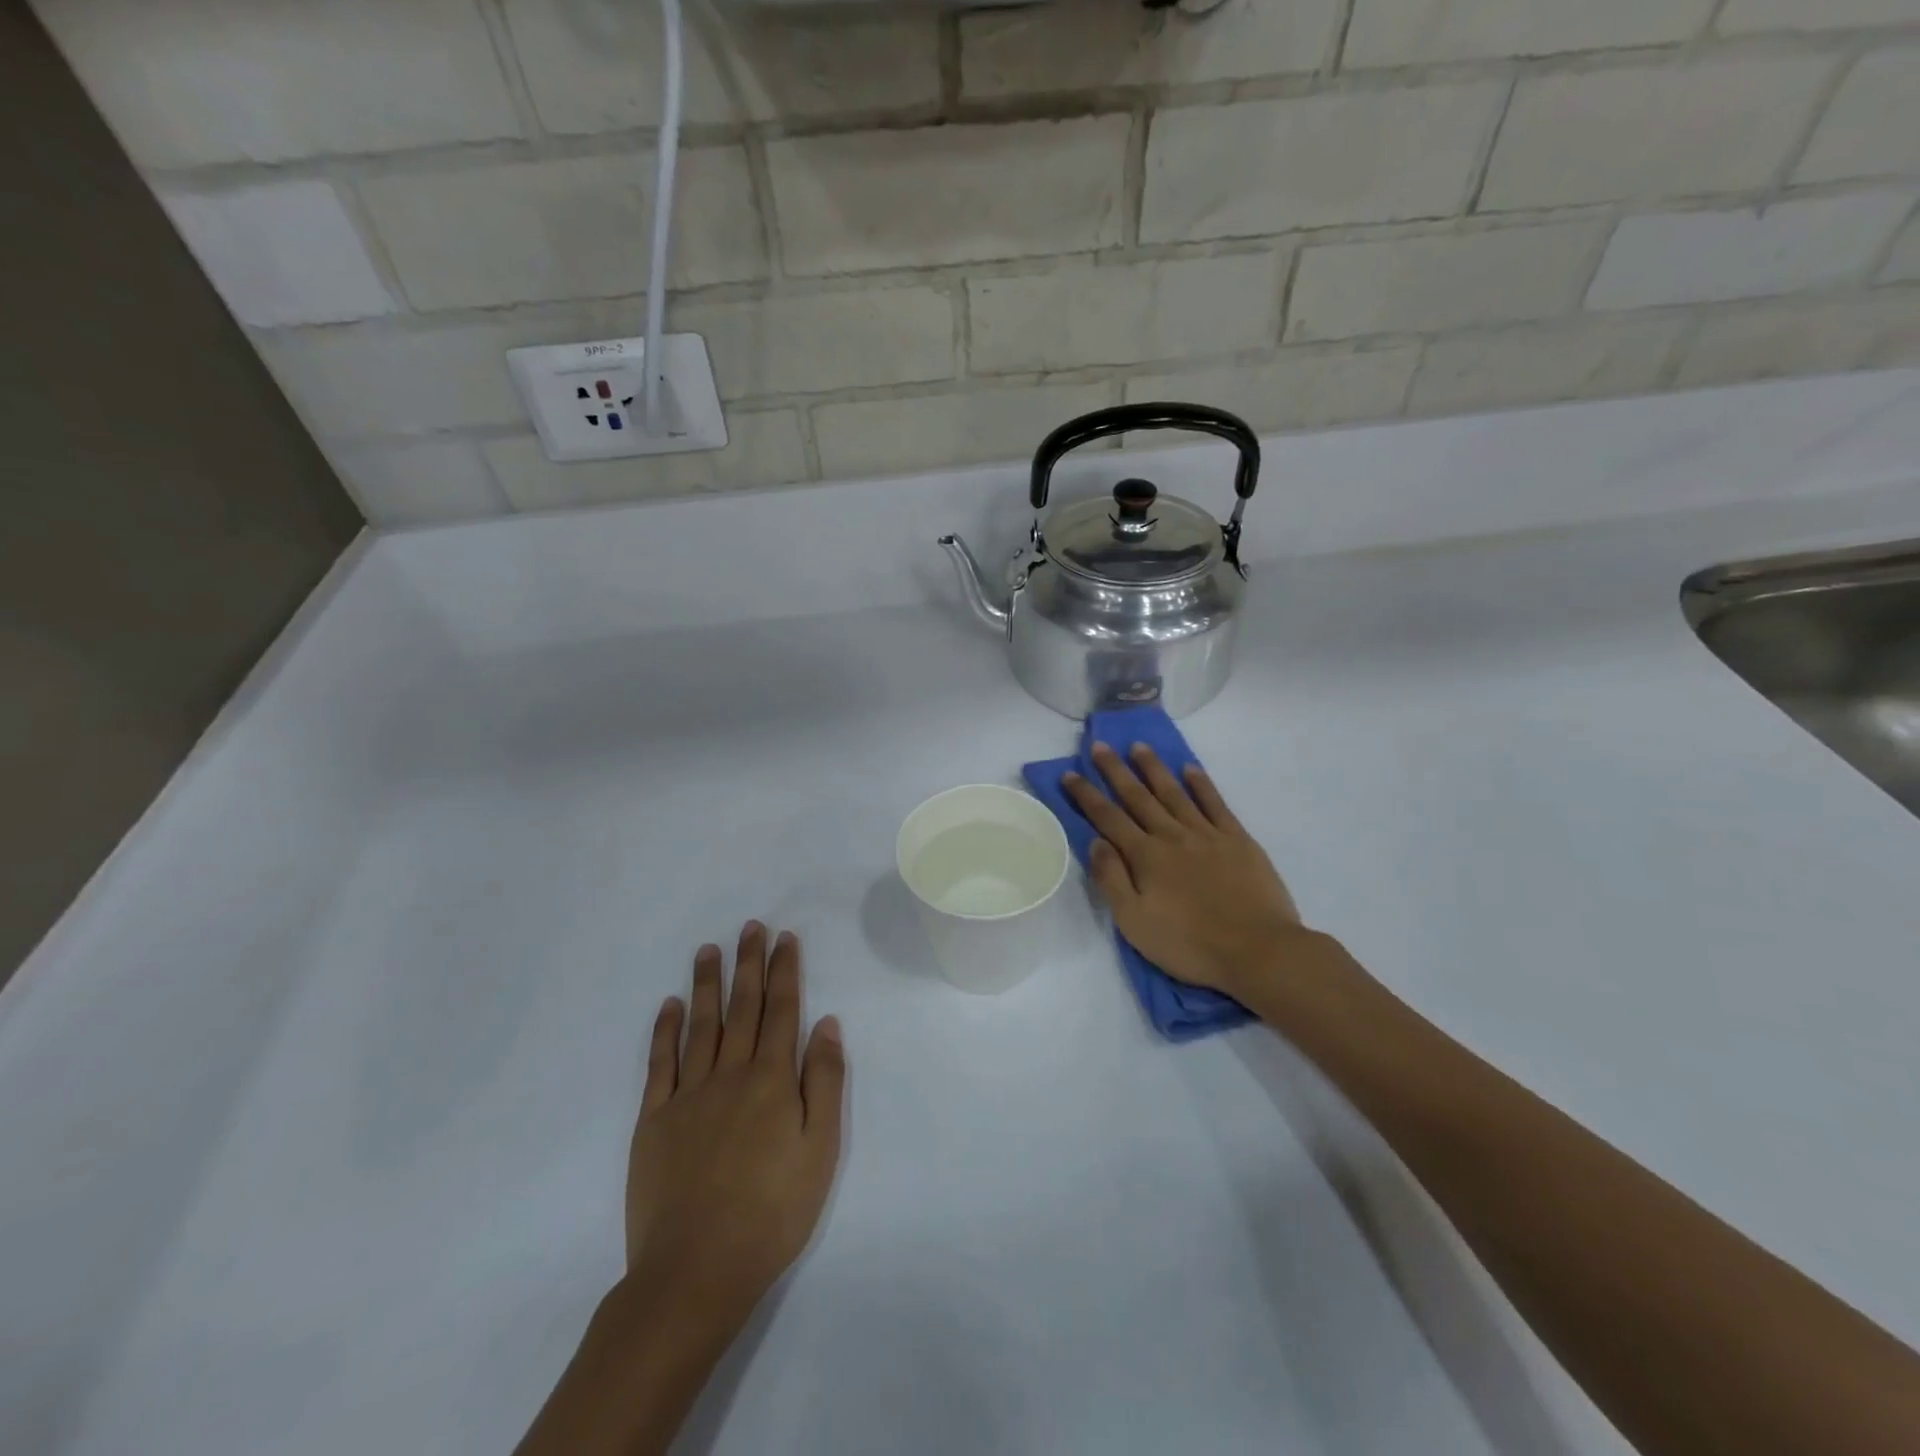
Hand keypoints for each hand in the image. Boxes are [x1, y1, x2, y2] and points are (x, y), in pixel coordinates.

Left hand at [624, 923, 845, 1331]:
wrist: (696, 1271)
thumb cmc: (772, 1212)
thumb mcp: (821, 1149)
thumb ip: (824, 1081)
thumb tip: (826, 1023)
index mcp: (772, 1080)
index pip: (782, 1010)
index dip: (784, 971)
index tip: (784, 938)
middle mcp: (730, 1074)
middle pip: (743, 1007)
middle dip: (749, 963)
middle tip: (751, 927)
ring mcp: (688, 1094)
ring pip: (701, 1024)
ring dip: (707, 983)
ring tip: (710, 949)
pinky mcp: (654, 1119)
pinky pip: (660, 1063)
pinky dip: (665, 1030)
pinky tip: (669, 1005)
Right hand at [1064, 742, 1313, 1003]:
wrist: (1258, 950)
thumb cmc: (1189, 944)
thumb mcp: (1134, 922)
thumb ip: (1112, 879)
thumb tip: (1096, 841)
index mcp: (1145, 856)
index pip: (1108, 818)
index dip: (1087, 795)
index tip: (1070, 773)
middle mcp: (1172, 836)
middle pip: (1138, 797)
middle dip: (1115, 770)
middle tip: (1100, 746)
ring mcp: (1207, 834)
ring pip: (1174, 792)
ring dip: (1154, 768)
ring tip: (1139, 746)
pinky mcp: (1238, 840)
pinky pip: (1215, 804)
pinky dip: (1201, 784)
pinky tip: (1190, 769)